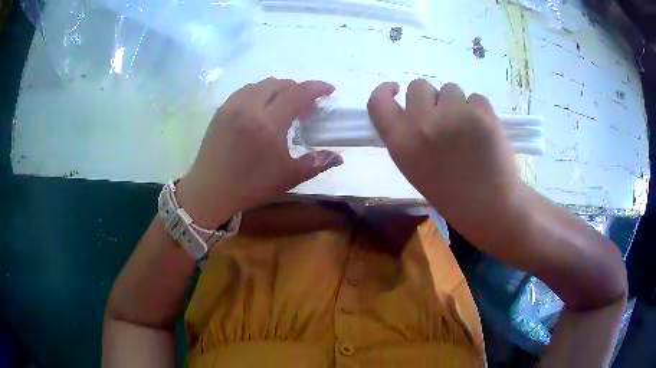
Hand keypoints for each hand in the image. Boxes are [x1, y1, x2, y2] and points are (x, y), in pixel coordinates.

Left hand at [177, 78, 342, 227]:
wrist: (210, 191)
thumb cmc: (251, 186)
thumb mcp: (288, 177)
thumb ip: (317, 163)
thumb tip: (339, 157)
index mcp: (269, 123)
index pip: (298, 92)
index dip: (317, 88)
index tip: (329, 90)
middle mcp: (250, 107)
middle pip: (280, 83)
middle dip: (298, 88)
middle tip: (307, 104)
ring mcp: (232, 106)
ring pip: (261, 84)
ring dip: (279, 88)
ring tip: (285, 103)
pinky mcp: (221, 110)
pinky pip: (246, 90)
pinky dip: (260, 92)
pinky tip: (262, 107)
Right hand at [367, 80, 519, 237]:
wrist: (488, 207)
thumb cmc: (450, 193)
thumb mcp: (414, 167)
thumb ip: (407, 136)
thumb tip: (413, 110)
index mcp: (401, 142)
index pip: (377, 103)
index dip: (385, 90)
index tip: (396, 88)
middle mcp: (421, 124)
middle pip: (419, 85)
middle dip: (431, 98)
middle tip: (444, 118)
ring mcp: (452, 116)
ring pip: (451, 89)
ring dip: (457, 104)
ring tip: (468, 131)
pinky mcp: (480, 114)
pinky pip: (475, 98)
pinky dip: (479, 110)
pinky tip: (484, 133)